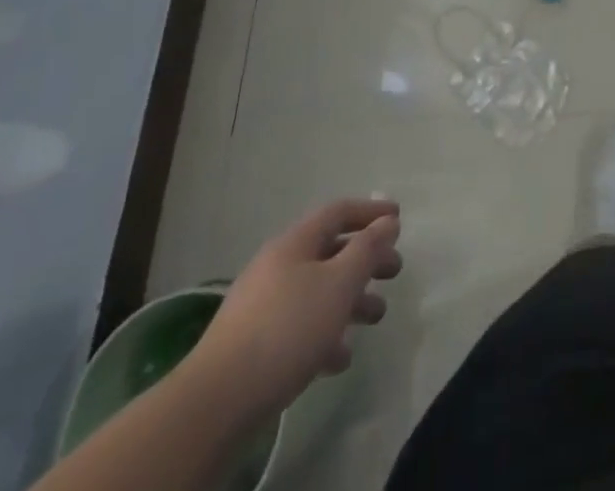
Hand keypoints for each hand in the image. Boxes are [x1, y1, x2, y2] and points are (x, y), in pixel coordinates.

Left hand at [187, 199, 402, 423]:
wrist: (216, 403)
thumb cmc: (287, 329)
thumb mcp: (339, 283)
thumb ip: (367, 249)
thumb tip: (387, 222)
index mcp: (294, 243)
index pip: (338, 212)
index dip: (370, 212)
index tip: (398, 220)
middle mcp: (277, 267)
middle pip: (330, 252)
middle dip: (366, 260)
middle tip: (394, 270)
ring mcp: (262, 307)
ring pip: (317, 291)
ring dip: (350, 300)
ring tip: (376, 316)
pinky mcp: (253, 346)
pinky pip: (299, 327)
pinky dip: (325, 333)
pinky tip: (340, 357)